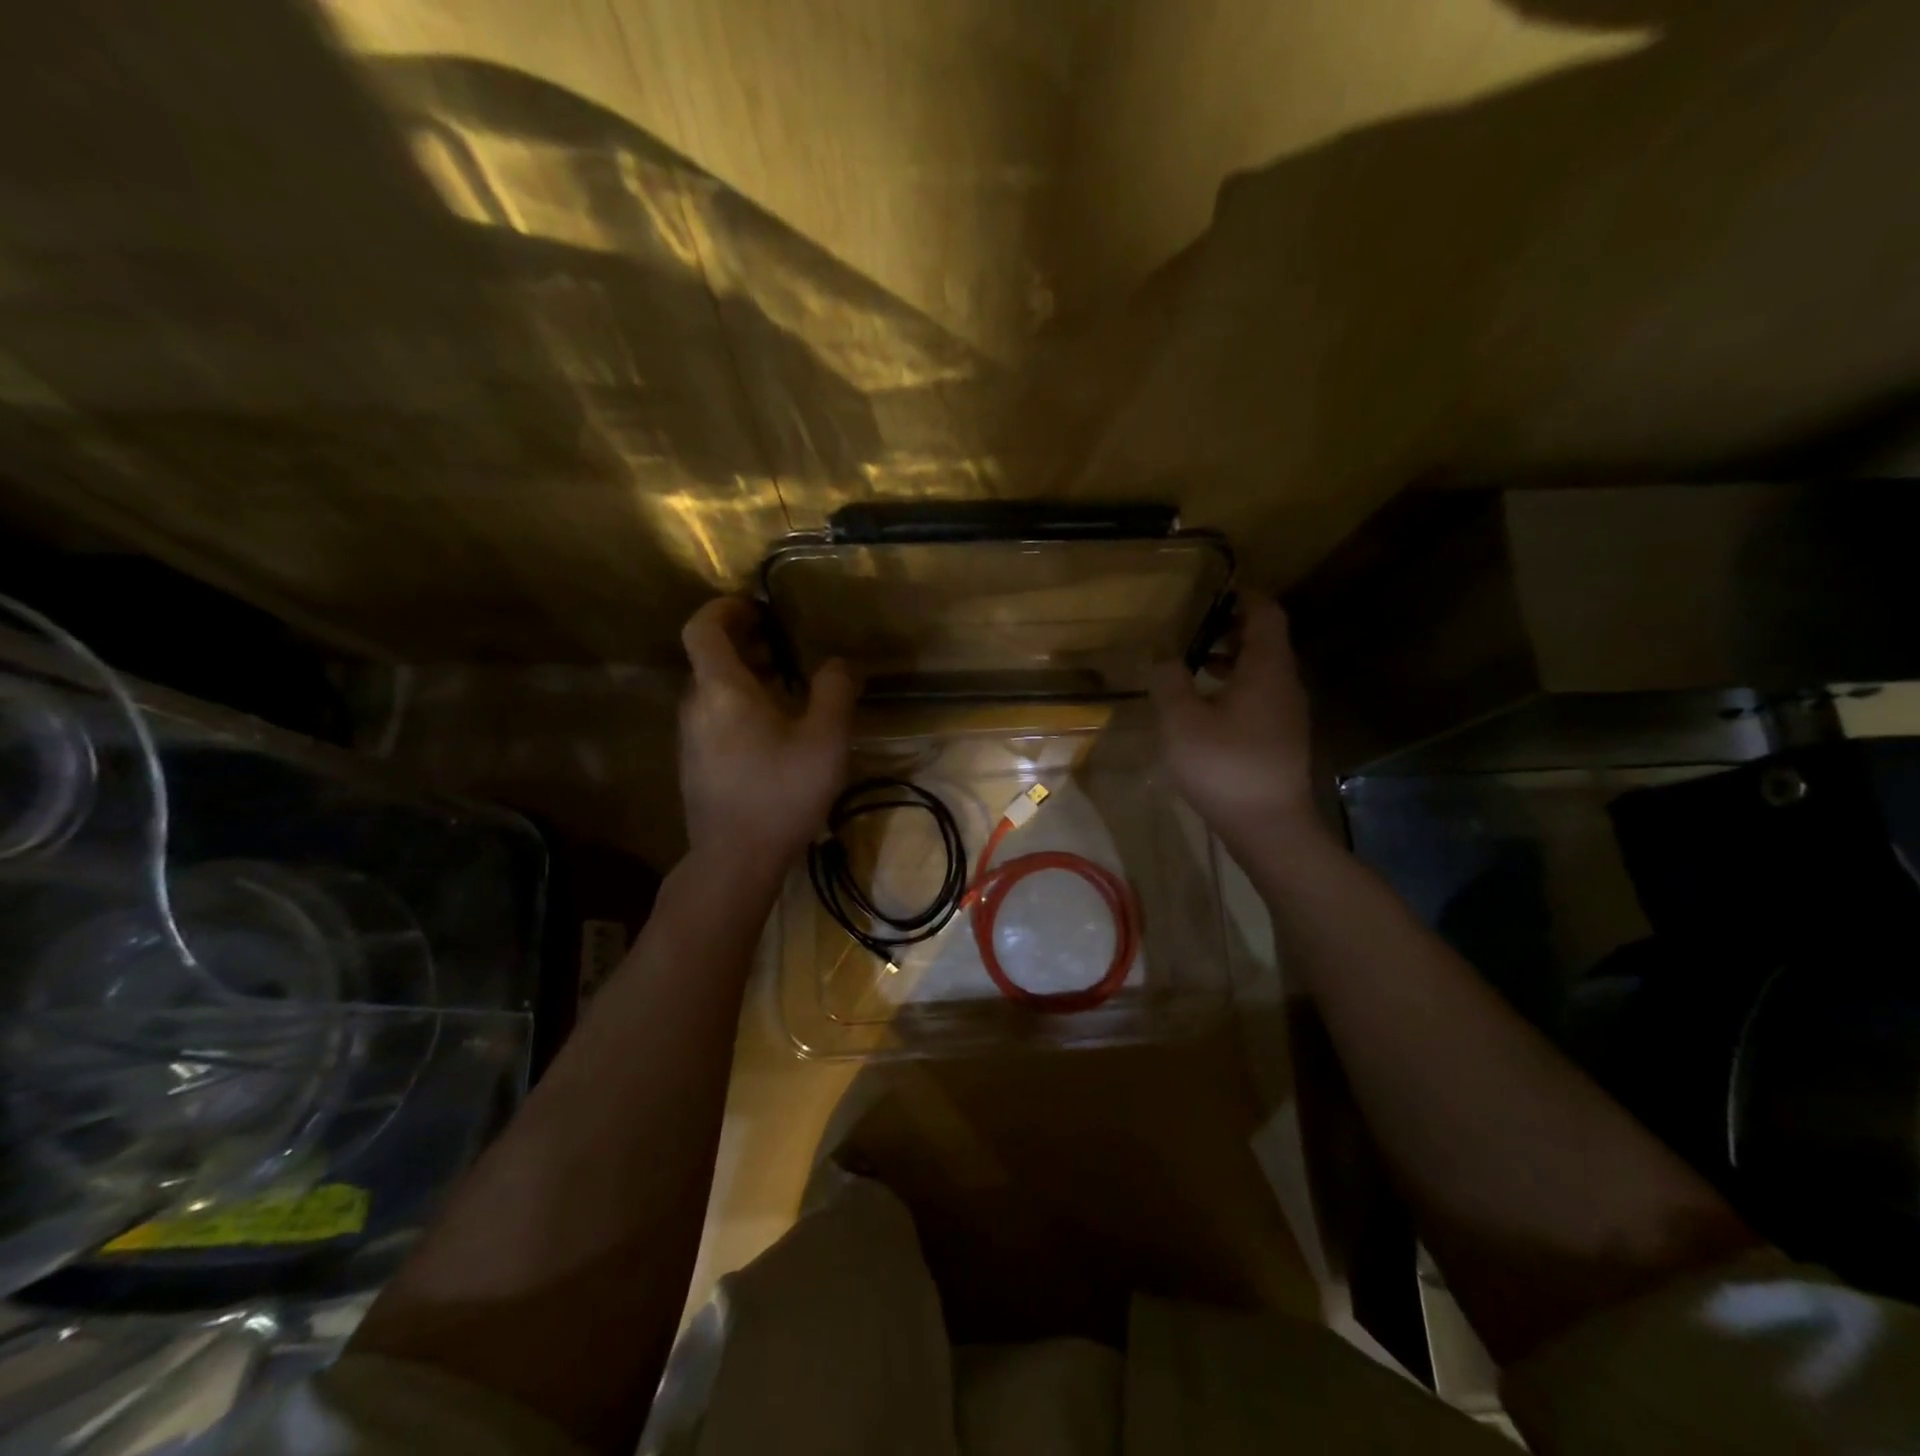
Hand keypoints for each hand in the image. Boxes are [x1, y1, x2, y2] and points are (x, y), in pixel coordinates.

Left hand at [679, 597, 854, 878]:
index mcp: (721, 689)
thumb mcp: (824, 739)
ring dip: (744, 677)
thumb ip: (835, 691)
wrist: (735, 859)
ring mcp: (690, 738)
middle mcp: (696, 706)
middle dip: (744, 643)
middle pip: (709, 658)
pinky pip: (714, 718)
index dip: (725, 608)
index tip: (757, 607)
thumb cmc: (781, 792)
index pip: (702, 628)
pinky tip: (774, 733)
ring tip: (787, 689)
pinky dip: (739, 707)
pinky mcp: (695, 765)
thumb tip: (840, 662)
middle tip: (784, 647)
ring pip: (712, 691)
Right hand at [1148, 594, 1323, 855]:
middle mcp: (1284, 684)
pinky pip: (1260, 697)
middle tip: (1194, 629)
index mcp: (1266, 669)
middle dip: (1231, 629)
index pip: (1266, 614)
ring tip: (1193, 666)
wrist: (1269, 826)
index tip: (1214, 592)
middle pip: (1266, 641)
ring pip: (1262, 672)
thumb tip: (1161, 650)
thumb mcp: (1181, 720)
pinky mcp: (1281, 739)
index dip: (1243, 597)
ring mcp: (1287, 714)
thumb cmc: (1224, 766)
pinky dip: (1234, 688)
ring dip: (1230, 661)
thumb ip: (1168, 680)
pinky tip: (1206, 709)